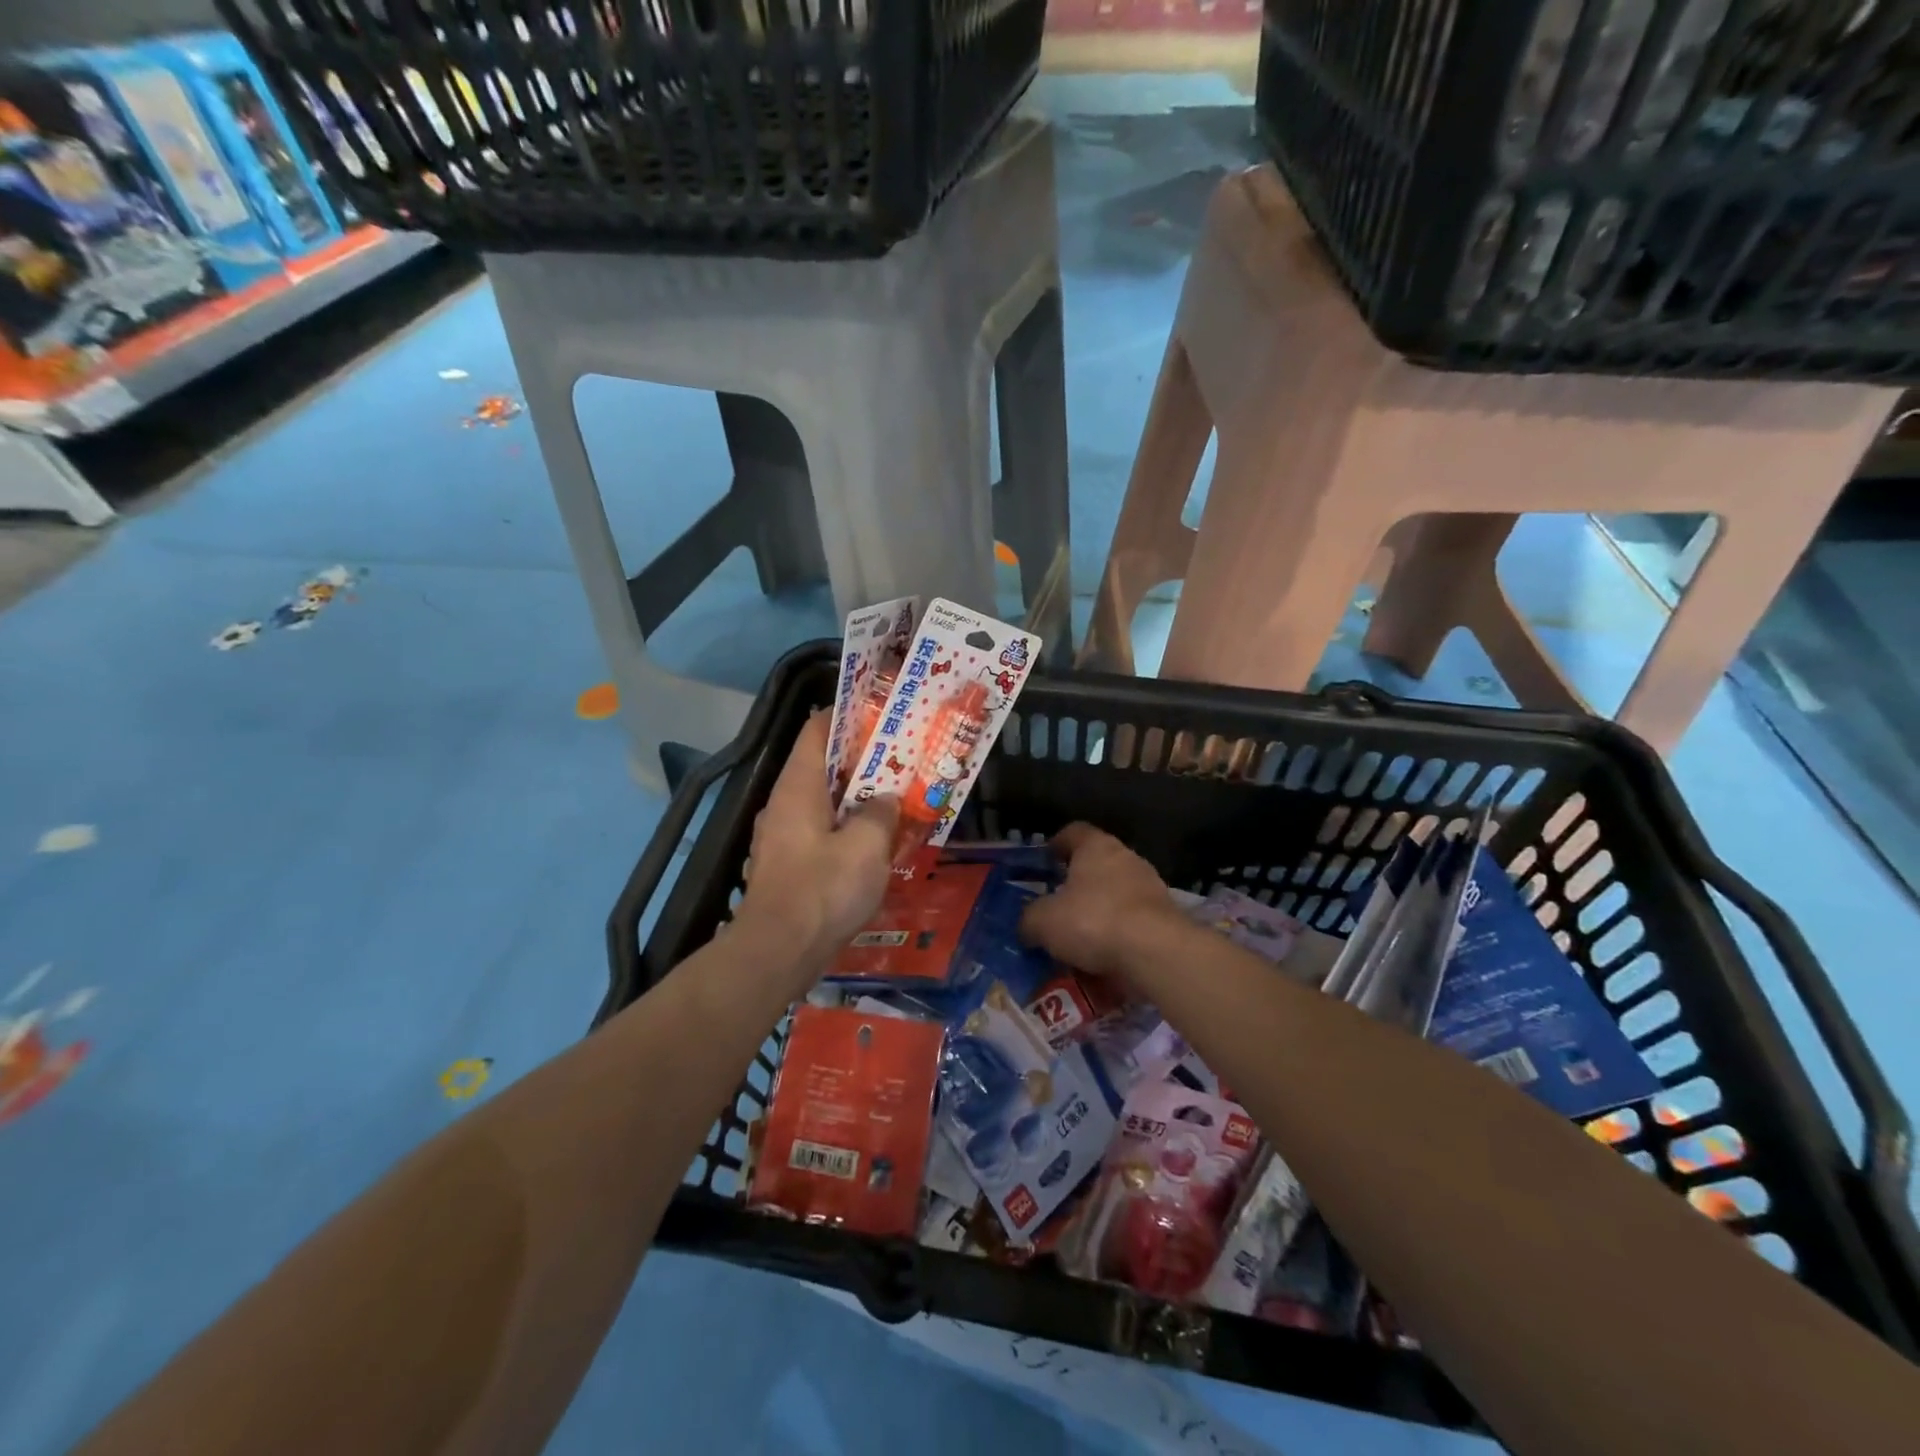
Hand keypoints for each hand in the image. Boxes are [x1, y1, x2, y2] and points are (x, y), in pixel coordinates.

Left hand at [737, 713, 898, 978]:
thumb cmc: (824, 890)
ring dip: (856, 799)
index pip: (817, 729)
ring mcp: (782, 837)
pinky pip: (821, 833)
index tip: (880, 714)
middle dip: (861, 761)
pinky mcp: (788, 866)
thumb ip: (880, 814)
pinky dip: (846, 829)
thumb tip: (885, 801)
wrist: (778, 953)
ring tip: (895, 800)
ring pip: (823, 803)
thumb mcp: (866, 846)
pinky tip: (875, 844)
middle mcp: (784, 804)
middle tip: (901, 759)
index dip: (847, 715)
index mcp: (798, 786)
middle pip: (823, 766)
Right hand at [1019, 823, 1192, 979]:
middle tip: (1057, 904)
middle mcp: (1127, 858)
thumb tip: (1027, 925)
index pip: (1074, 832)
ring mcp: (1150, 887)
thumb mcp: (1044, 921)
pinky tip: (1103, 957)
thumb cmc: (1093, 921)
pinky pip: (1132, 922)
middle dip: (1078, 883)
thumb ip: (1029, 919)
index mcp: (1096, 847)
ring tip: (1079, 937)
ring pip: (1116, 894)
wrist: (1156, 953)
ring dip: (1099, 911)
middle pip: (1097, 864)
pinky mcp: (1165, 918)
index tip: (1045, 859)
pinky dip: (1118, 935)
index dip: (1057, 844)